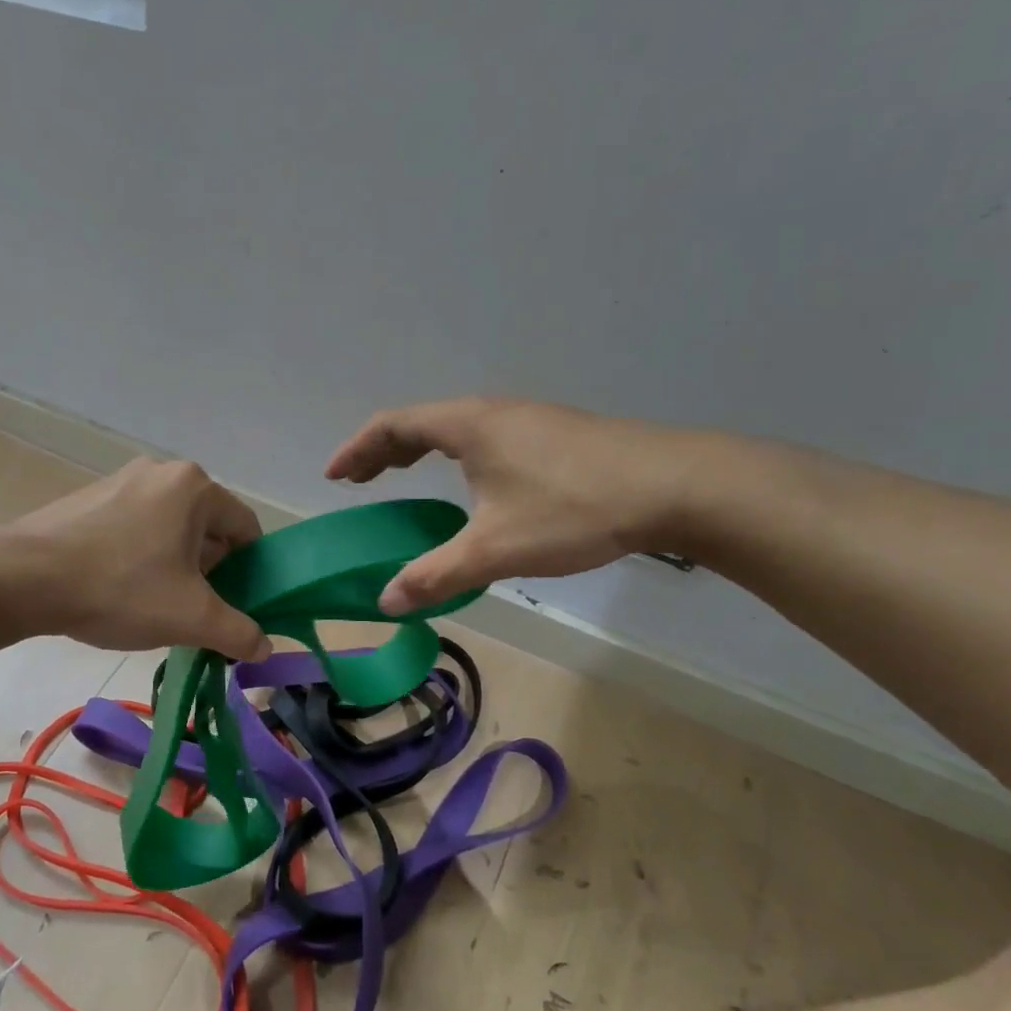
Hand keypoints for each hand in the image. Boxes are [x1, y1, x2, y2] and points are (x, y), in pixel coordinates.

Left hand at [7, 458, 271, 660]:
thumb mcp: (191, 618)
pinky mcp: (89, 497)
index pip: (247, 529)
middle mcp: (162, 472)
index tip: (237, 605)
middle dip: (211, 571)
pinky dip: (141, 556)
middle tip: (196, 610)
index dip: (251, 572)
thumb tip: (264, 647)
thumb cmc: (120, 588)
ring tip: (156, 604)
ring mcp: (121, 481)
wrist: (22, 579)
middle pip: (208, 528)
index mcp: (195, 487)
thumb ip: (238, 633)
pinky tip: (121, 589)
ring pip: (170, 529)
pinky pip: (135, 527)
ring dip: (176, 566)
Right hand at [326, 398, 699, 613]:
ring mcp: (529, 420)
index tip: (334, 476)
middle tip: (360, 480)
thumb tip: (386, 598)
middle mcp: (494, 412)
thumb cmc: (573, 509)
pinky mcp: (557, 435)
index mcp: (469, 425)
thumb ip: (435, 574)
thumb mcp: (495, 548)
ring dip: (422, 451)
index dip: (357, 450)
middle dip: (385, 450)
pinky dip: (456, 456)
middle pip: (422, 422)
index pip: (393, 424)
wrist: (676, 486)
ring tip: (406, 476)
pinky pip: (485, 438)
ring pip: (457, 429)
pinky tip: (473, 486)